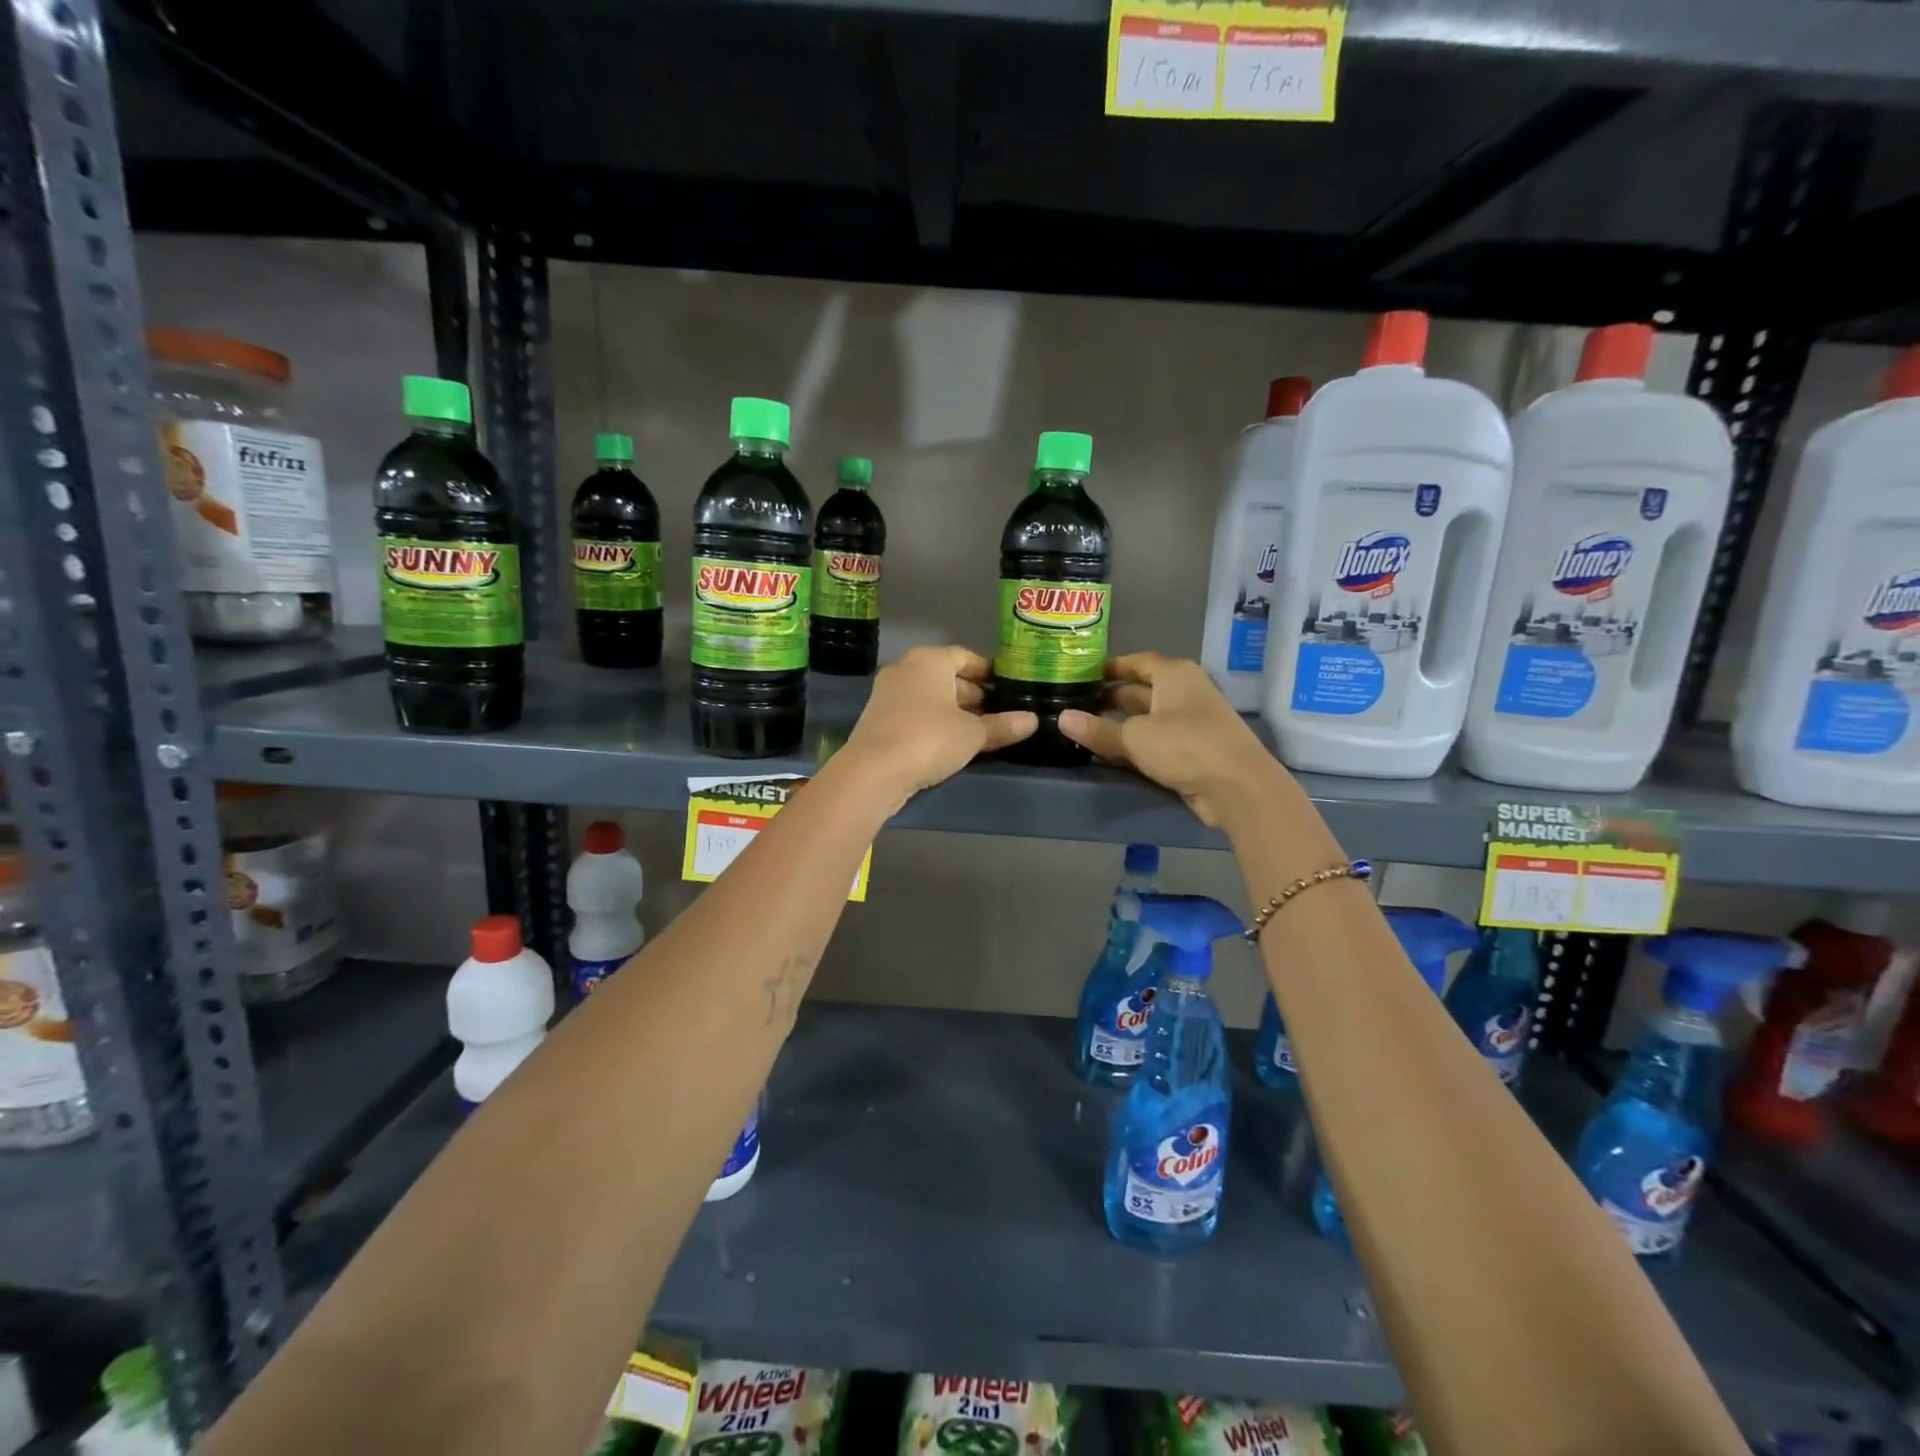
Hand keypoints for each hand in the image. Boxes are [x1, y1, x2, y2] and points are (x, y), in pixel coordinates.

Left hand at [840, 646, 1037, 804]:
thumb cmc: (930, 739)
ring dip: (952, 710)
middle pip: (946, 676)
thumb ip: (1002, 725)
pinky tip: (949, 743)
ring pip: (929, 696)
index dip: (987, 672)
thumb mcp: (973, 734)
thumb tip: (1033, 720)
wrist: (873, 771)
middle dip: (971, 694)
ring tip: (978, 731)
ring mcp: (887, 693)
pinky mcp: (877, 718)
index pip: (965, 657)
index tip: (1006, 687)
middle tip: (997, 713)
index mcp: (930, 660)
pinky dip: (933, 722)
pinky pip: (914, 713)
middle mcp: (906, 668)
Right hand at [1058, 653, 1284, 828]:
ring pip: (1145, 718)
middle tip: (1072, 706)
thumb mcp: (1135, 737)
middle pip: (1138, 690)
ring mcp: (1189, 722)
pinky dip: (1132, 746)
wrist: (1238, 788)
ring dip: (1117, 725)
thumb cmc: (1186, 746)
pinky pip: (1153, 742)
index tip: (1080, 676)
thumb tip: (1062, 719)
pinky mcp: (1191, 751)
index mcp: (1174, 675)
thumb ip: (1097, 730)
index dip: (1108, 667)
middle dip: (1107, 699)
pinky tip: (1106, 755)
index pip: (1136, 661)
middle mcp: (1183, 692)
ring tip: (1081, 731)